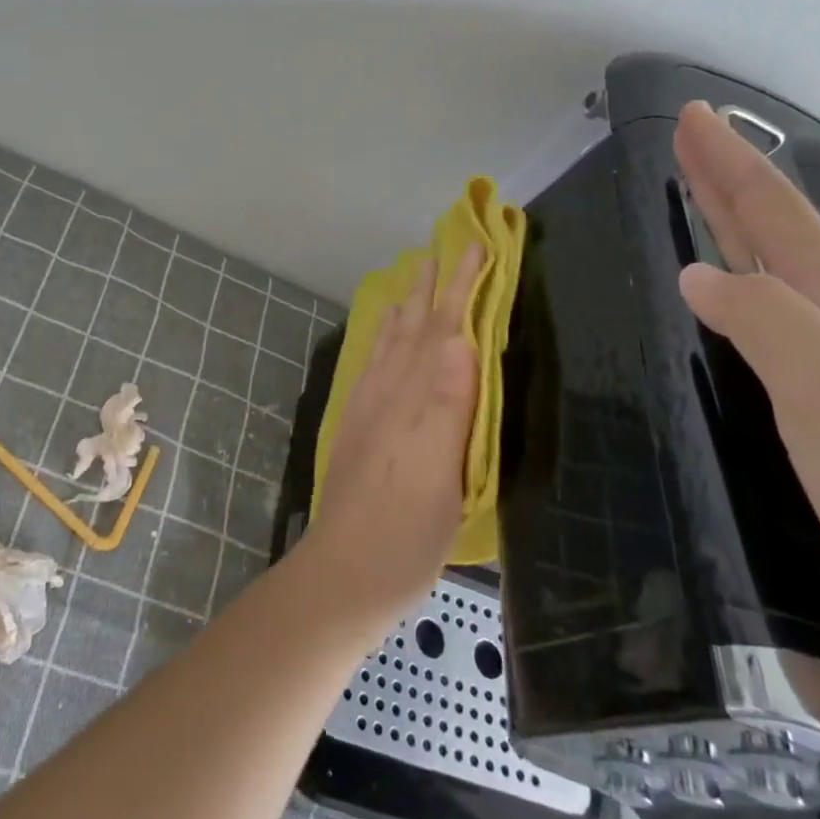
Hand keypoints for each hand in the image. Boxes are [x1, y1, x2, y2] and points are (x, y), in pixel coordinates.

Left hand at [309, 245, 487, 620]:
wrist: (344, 572)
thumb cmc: (405, 533)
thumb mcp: (441, 476)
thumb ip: (449, 405)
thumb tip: (462, 338)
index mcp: (415, 400)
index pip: (443, 330)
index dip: (461, 288)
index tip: (475, 246)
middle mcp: (389, 393)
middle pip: (415, 329)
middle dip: (432, 287)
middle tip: (442, 248)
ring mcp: (369, 409)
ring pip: (391, 343)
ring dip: (406, 306)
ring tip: (412, 279)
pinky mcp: (358, 426)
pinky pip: (372, 366)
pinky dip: (382, 341)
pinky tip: (385, 338)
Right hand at [672, 102, 819, 671]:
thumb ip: (763, 322)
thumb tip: (698, 272)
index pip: (775, 216)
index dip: (728, 165)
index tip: (690, 116)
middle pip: (786, 240)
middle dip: (733, 188)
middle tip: (691, 146)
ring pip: (793, 290)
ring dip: (748, 245)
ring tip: (709, 224)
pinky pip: (796, 341)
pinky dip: (761, 310)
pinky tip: (750, 330)